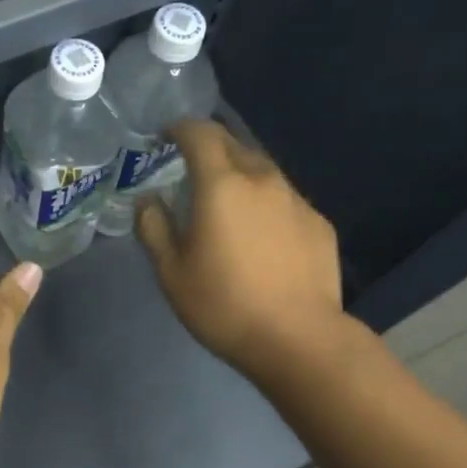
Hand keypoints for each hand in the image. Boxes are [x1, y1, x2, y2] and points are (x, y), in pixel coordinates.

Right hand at [135, 120, 345, 381]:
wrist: (298, 338)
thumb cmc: (224, 305)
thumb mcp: (172, 273)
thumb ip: (154, 229)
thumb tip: (148, 201)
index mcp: (222, 185)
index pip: (200, 134)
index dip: (179, 128)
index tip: (165, 137)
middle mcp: (262, 180)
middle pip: (233, 144)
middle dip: (208, 147)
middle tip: (189, 167)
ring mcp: (296, 200)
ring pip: (262, 170)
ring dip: (238, 174)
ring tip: (225, 202)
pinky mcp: (318, 223)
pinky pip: (283, 199)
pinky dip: (264, 203)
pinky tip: (259, 235)